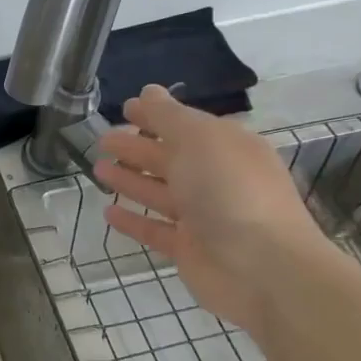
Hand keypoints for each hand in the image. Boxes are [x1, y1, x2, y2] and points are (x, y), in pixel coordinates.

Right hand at [91, 84, 329, 333]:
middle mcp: (216, 179)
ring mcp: (203, 216)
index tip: (124, 108)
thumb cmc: (231, 192)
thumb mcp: (200, 140)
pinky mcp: (188, 249)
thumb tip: (148, 92)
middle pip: (170, 158)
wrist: (263, 268)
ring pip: (159, 192)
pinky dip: (132, 220)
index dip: (156, 115)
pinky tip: (107, 212)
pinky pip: (154, 229)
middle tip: (103, 140)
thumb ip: (168, 117)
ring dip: (130, 180)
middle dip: (136, 147)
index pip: (185, 125)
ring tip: (97, 170)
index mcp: (226, 148)